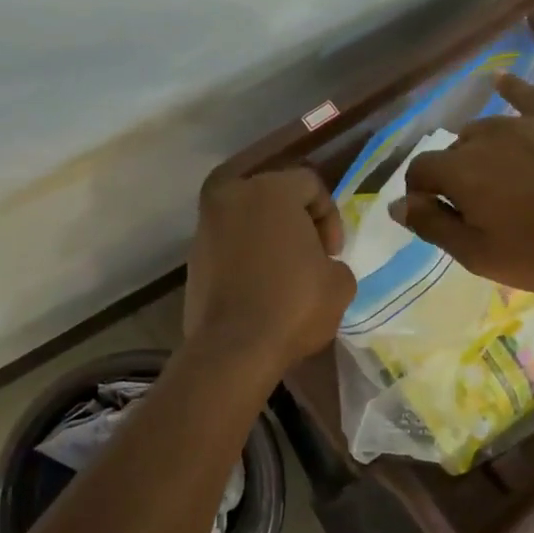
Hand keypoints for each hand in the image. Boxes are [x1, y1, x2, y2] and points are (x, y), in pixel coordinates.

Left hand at [185, 167, 356, 370]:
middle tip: (310, 253)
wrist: (233, 348)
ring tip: (284, 270)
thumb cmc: (293, 305)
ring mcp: (206, 224)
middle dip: (296, 218)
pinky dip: (246, 252)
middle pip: (274, 193)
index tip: (332, 253)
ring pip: (247, 216)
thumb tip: (319, 264)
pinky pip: (229, 241)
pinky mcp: (193, 254)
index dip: (329, 216)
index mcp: (270, 190)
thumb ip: (332, 260)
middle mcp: (232, 195)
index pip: (310, 183)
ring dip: (268, 234)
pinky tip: (260, 283)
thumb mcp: (340, 282)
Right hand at [390, 76, 533, 293]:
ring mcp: (522, 122)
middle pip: (452, 151)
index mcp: (458, 172)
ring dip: (480, 151)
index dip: (420, 196)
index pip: (419, 172)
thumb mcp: (481, 255)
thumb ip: (434, 226)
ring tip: (499, 176)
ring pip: (484, 130)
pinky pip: (526, 96)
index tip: (437, 217)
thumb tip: (397, 206)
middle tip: (478, 208)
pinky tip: (501, 82)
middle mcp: (482, 137)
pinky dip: (510, 90)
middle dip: (453, 177)